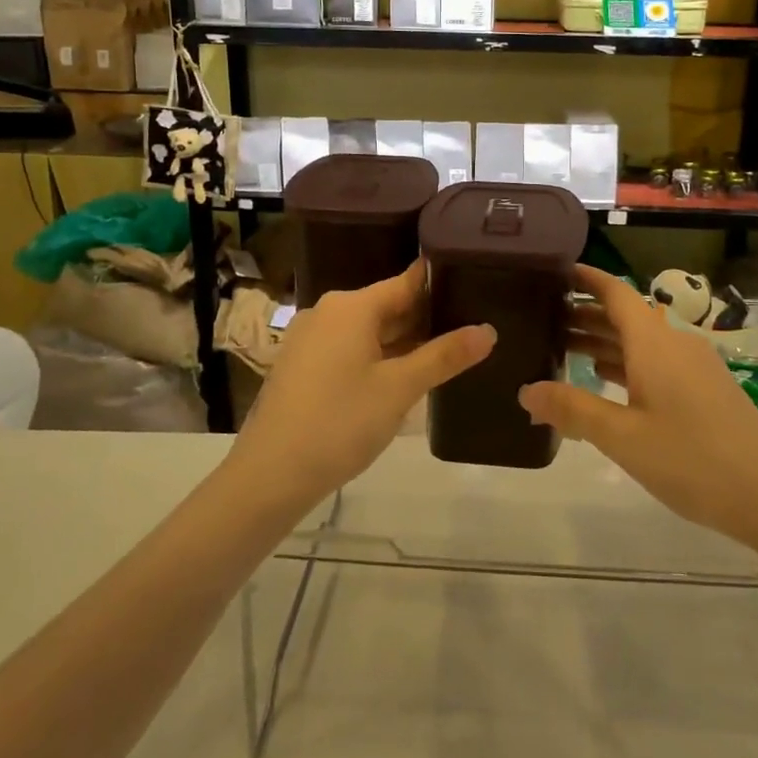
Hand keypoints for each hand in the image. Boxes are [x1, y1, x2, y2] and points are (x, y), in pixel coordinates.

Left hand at [231, 260, 494, 505]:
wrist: (270, 474)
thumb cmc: (340, 422)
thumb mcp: (400, 389)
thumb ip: (444, 356)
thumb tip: (488, 330)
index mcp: (351, 306)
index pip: (407, 282)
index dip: (442, 285)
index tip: (477, 285)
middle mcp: (329, 312)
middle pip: (388, 306)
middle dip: (427, 319)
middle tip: (473, 327)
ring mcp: (311, 339)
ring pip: (369, 331)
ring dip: (404, 342)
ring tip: (448, 352)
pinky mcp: (303, 366)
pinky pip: (350, 349)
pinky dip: (378, 357)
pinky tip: (404, 377)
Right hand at [519, 265, 757, 543]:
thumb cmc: (691, 458)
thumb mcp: (623, 437)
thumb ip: (573, 410)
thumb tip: (526, 391)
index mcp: (654, 343)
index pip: (616, 293)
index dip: (587, 279)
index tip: (555, 271)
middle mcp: (674, 344)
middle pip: (625, 317)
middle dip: (586, 313)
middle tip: (543, 318)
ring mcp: (693, 367)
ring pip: (640, 342)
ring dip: (604, 341)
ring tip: (563, 347)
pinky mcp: (704, 390)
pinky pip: (655, 363)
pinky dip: (625, 364)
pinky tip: (605, 381)